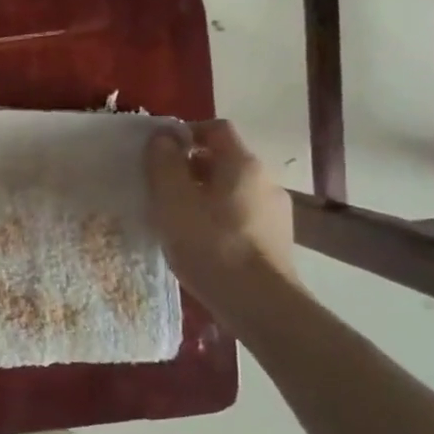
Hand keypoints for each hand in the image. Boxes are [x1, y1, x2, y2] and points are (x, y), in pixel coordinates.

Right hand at [144, 120, 298, 317]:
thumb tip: (162, 138)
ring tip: (176, 218)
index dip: (185, 133)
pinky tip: (200, 242)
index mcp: (243, 164)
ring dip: (203, 194)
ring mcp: (275, 211)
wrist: (260, 304)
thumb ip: (164, 165)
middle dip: (190, 167)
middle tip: (160, 188)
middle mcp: (265, 180)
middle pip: (223, 159)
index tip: (158, 153)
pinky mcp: (275, 239)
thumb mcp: (173, 202)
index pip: (215, 128)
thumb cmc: (211, 246)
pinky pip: (240, 215)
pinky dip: (217, 218)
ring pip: (231, 190)